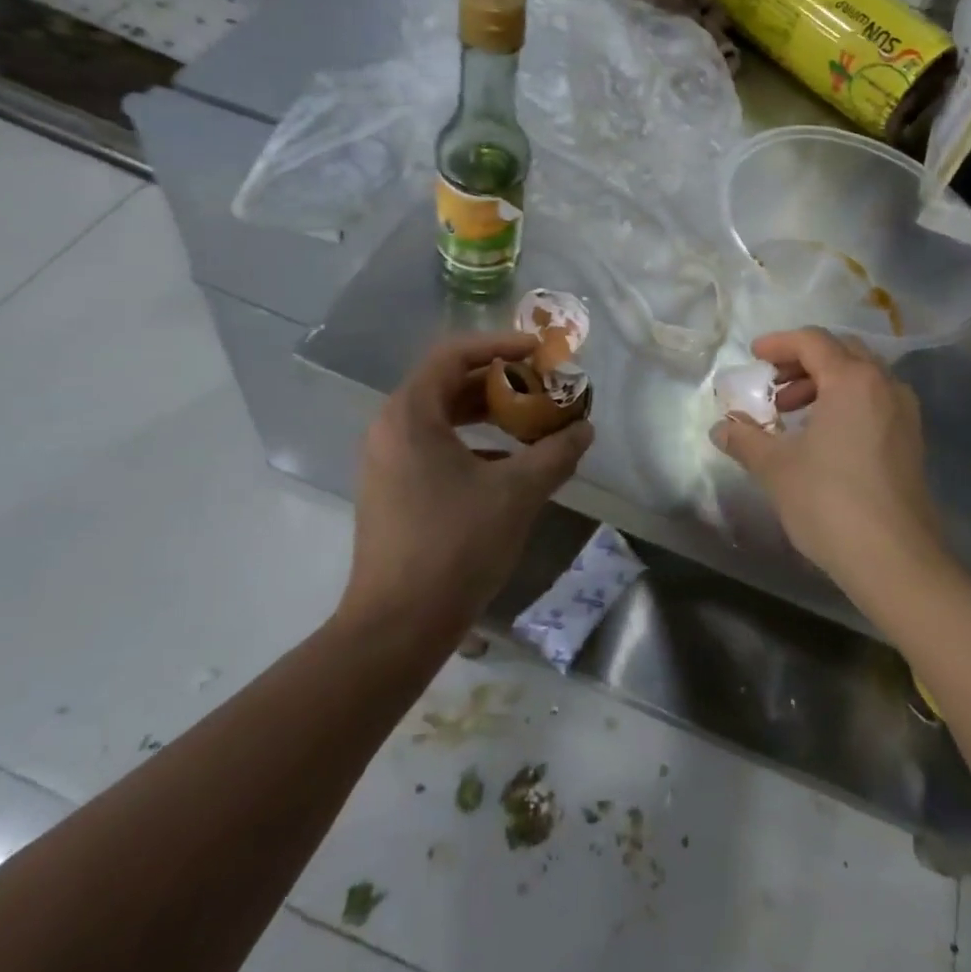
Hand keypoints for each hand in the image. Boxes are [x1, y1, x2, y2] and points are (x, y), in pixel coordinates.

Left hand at [342, 333, 593, 637]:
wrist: (397, 627)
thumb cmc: (455, 546)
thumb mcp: (517, 493)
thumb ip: (555, 453)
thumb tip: (584, 429)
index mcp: (410, 414)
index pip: (453, 354)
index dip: (500, 345)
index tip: (539, 353)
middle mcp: (390, 428)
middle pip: (448, 383)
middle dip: (500, 381)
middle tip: (542, 387)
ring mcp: (386, 462)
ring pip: (442, 418)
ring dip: (488, 414)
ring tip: (532, 423)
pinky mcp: (392, 490)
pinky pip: (434, 447)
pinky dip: (473, 444)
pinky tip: (508, 466)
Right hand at [711, 328, 945, 601]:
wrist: (896, 560)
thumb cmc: (830, 502)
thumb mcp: (776, 467)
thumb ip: (745, 438)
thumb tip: (721, 427)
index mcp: (852, 380)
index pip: (813, 341)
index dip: (779, 343)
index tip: (753, 357)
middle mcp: (884, 385)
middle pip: (841, 352)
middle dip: (802, 362)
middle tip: (772, 385)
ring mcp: (904, 413)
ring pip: (860, 377)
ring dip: (823, 383)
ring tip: (790, 414)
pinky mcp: (911, 440)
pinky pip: (874, 401)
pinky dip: (844, 402)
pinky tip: (822, 436)